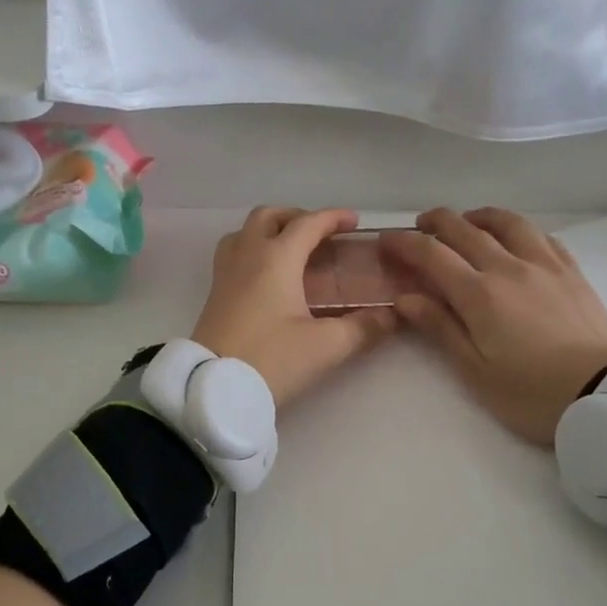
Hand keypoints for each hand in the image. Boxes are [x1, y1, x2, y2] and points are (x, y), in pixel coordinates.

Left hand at [191, 207, 398, 408]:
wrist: (214, 388)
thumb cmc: (272, 360)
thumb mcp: (326, 346)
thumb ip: (363, 328)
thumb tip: (393, 317)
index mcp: (276, 258)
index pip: (308, 224)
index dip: (333, 218)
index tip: (354, 222)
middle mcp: (247, 256)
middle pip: (268, 217)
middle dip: (297, 218)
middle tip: (319, 235)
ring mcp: (225, 274)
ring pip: (244, 233)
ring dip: (268, 231)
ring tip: (290, 251)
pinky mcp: (214, 295)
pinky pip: (233, 255)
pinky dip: (252, 251)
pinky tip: (266, 278)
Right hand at [383, 207, 606, 444]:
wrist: (605, 393)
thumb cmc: (531, 393)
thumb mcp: (476, 371)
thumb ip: (440, 328)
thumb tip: (404, 297)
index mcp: (479, 294)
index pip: (432, 254)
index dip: (404, 243)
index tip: (385, 241)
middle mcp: (509, 267)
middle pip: (465, 229)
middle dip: (435, 223)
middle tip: (418, 228)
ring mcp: (545, 264)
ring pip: (506, 222)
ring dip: (478, 216)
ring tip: (466, 223)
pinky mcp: (572, 271)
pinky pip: (541, 235)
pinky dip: (517, 229)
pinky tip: (514, 238)